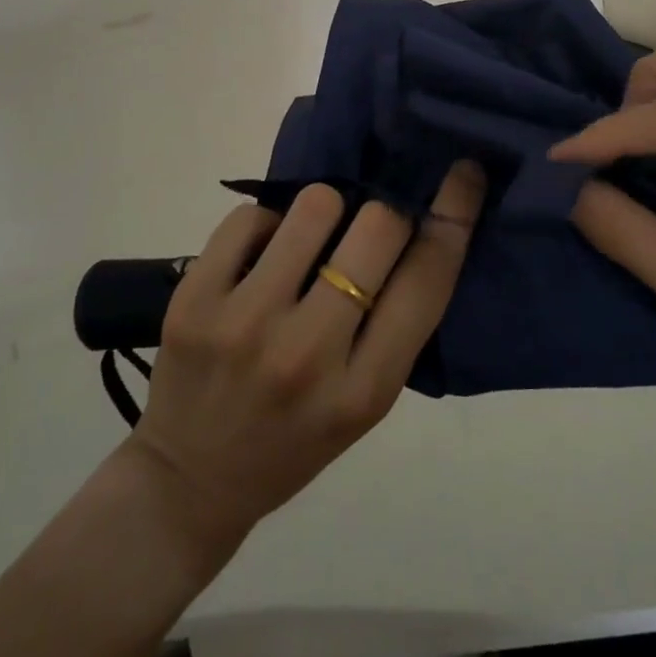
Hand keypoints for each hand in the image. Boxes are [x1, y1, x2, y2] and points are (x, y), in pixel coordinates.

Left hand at [123, 163, 485, 549]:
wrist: (190, 483)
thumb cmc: (295, 440)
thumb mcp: (366, 401)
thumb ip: (397, 322)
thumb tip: (420, 221)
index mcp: (365, 389)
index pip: (428, 278)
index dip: (454, 214)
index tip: (464, 173)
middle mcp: (308, 354)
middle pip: (378, 227)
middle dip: (385, 212)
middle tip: (368, 228)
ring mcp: (245, 325)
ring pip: (315, 205)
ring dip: (324, 211)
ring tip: (308, 243)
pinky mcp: (194, 301)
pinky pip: (250, 215)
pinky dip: (266, 224)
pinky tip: (261, 258)